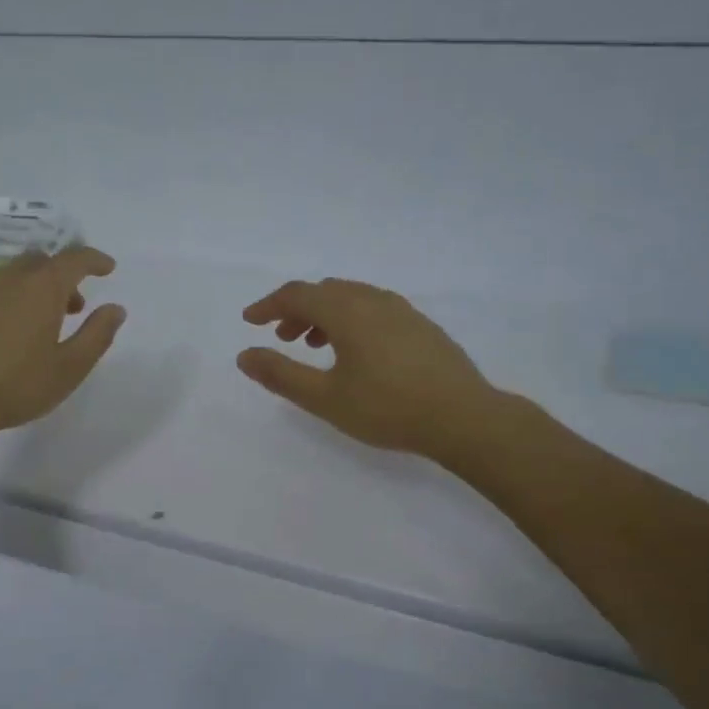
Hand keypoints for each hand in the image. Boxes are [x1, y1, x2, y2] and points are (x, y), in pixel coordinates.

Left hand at [0, 248, 124, 451]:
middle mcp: (7, 280)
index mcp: (41, 289)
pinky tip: (1, 334)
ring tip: (38, 323)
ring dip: (31, 288)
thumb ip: (97, 334)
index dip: (94, 260)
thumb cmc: (16, 387)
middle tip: (73, 306)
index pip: (74, 258)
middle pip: (40, 261)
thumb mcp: (70, 368)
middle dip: (62, 276)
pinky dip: (3, 303)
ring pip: (10, 275)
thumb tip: (115, 308)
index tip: (107, 268)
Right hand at [237, 278, 501, 461]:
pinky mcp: (421, 326)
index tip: (250, 321)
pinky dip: (351, 320)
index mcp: (347, 311)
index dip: (269, 305)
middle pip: (325, 291)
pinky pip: (374, 309)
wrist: (463, 418)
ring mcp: (403, 311)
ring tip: (316, 346)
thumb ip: (281, 375)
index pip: (297, 294)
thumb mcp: (325, 398)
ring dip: (325, 315)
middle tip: (283, 339)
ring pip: (352, 298)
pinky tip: (357, 353)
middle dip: (297, 310)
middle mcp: (374, 300)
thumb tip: (244, 355)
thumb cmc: (387, 408)